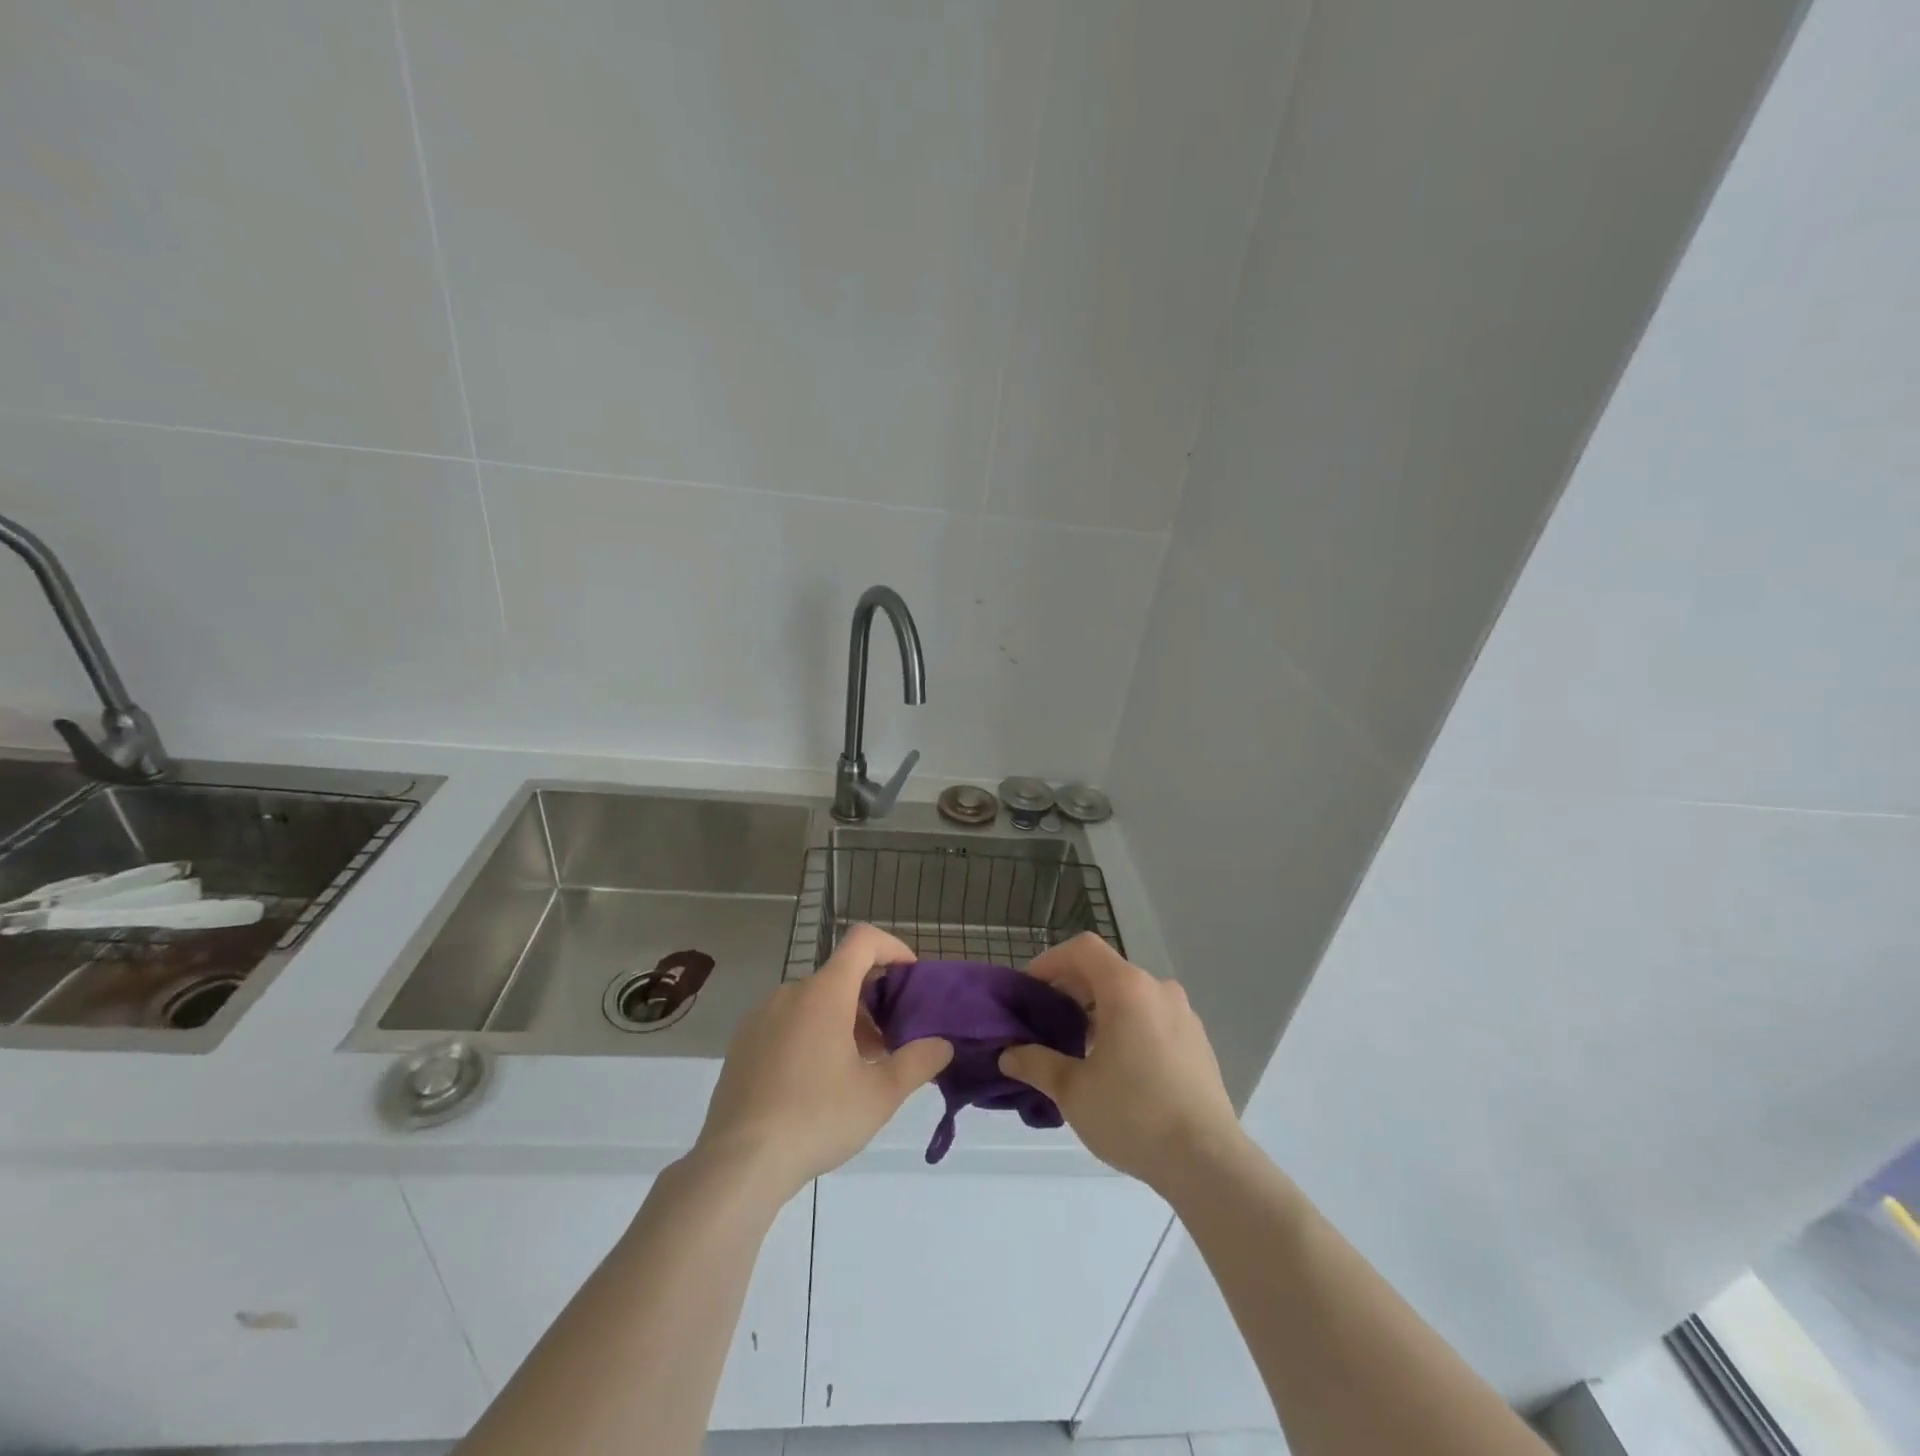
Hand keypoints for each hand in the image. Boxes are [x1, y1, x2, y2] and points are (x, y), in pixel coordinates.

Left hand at [693, 923, 951, 1198]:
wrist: (737, 1164)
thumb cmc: (816, 1119)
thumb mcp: (880, 1095)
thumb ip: (918, 1062)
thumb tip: (943, 1044)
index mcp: (824, 993)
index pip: (863, 940)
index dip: (893, 947)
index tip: (911, 978)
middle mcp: (790, 992)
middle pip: (841, 975)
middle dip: (872, 1000)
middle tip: (891, 1042)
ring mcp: (762, 1016)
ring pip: (814, 1000)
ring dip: (844, 1019)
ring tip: (858, 1067)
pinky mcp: (743, 1043)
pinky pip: (788, 1020)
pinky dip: (813, 1032)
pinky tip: (818, 1082)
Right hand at [999, 933, 1241, 1192]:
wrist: (1208, 1162)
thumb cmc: (1133, 1115)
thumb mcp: (1072, 1091)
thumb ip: (1036, 1063)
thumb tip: (1009, 1055)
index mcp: (1127, 988)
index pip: (1082, 948)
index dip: (1050, 961)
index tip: (1029, 990)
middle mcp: (1158, 989)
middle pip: (1106, 971)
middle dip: (1071, 990)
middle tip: (1046, 1023)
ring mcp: (1184, 1015)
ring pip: (1131, 996)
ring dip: (1100, 1010)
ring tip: (1079, 1049)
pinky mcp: (1198, 1042)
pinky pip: (1152, 1018)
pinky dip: (1127, 1026)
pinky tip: (1118, 1068)